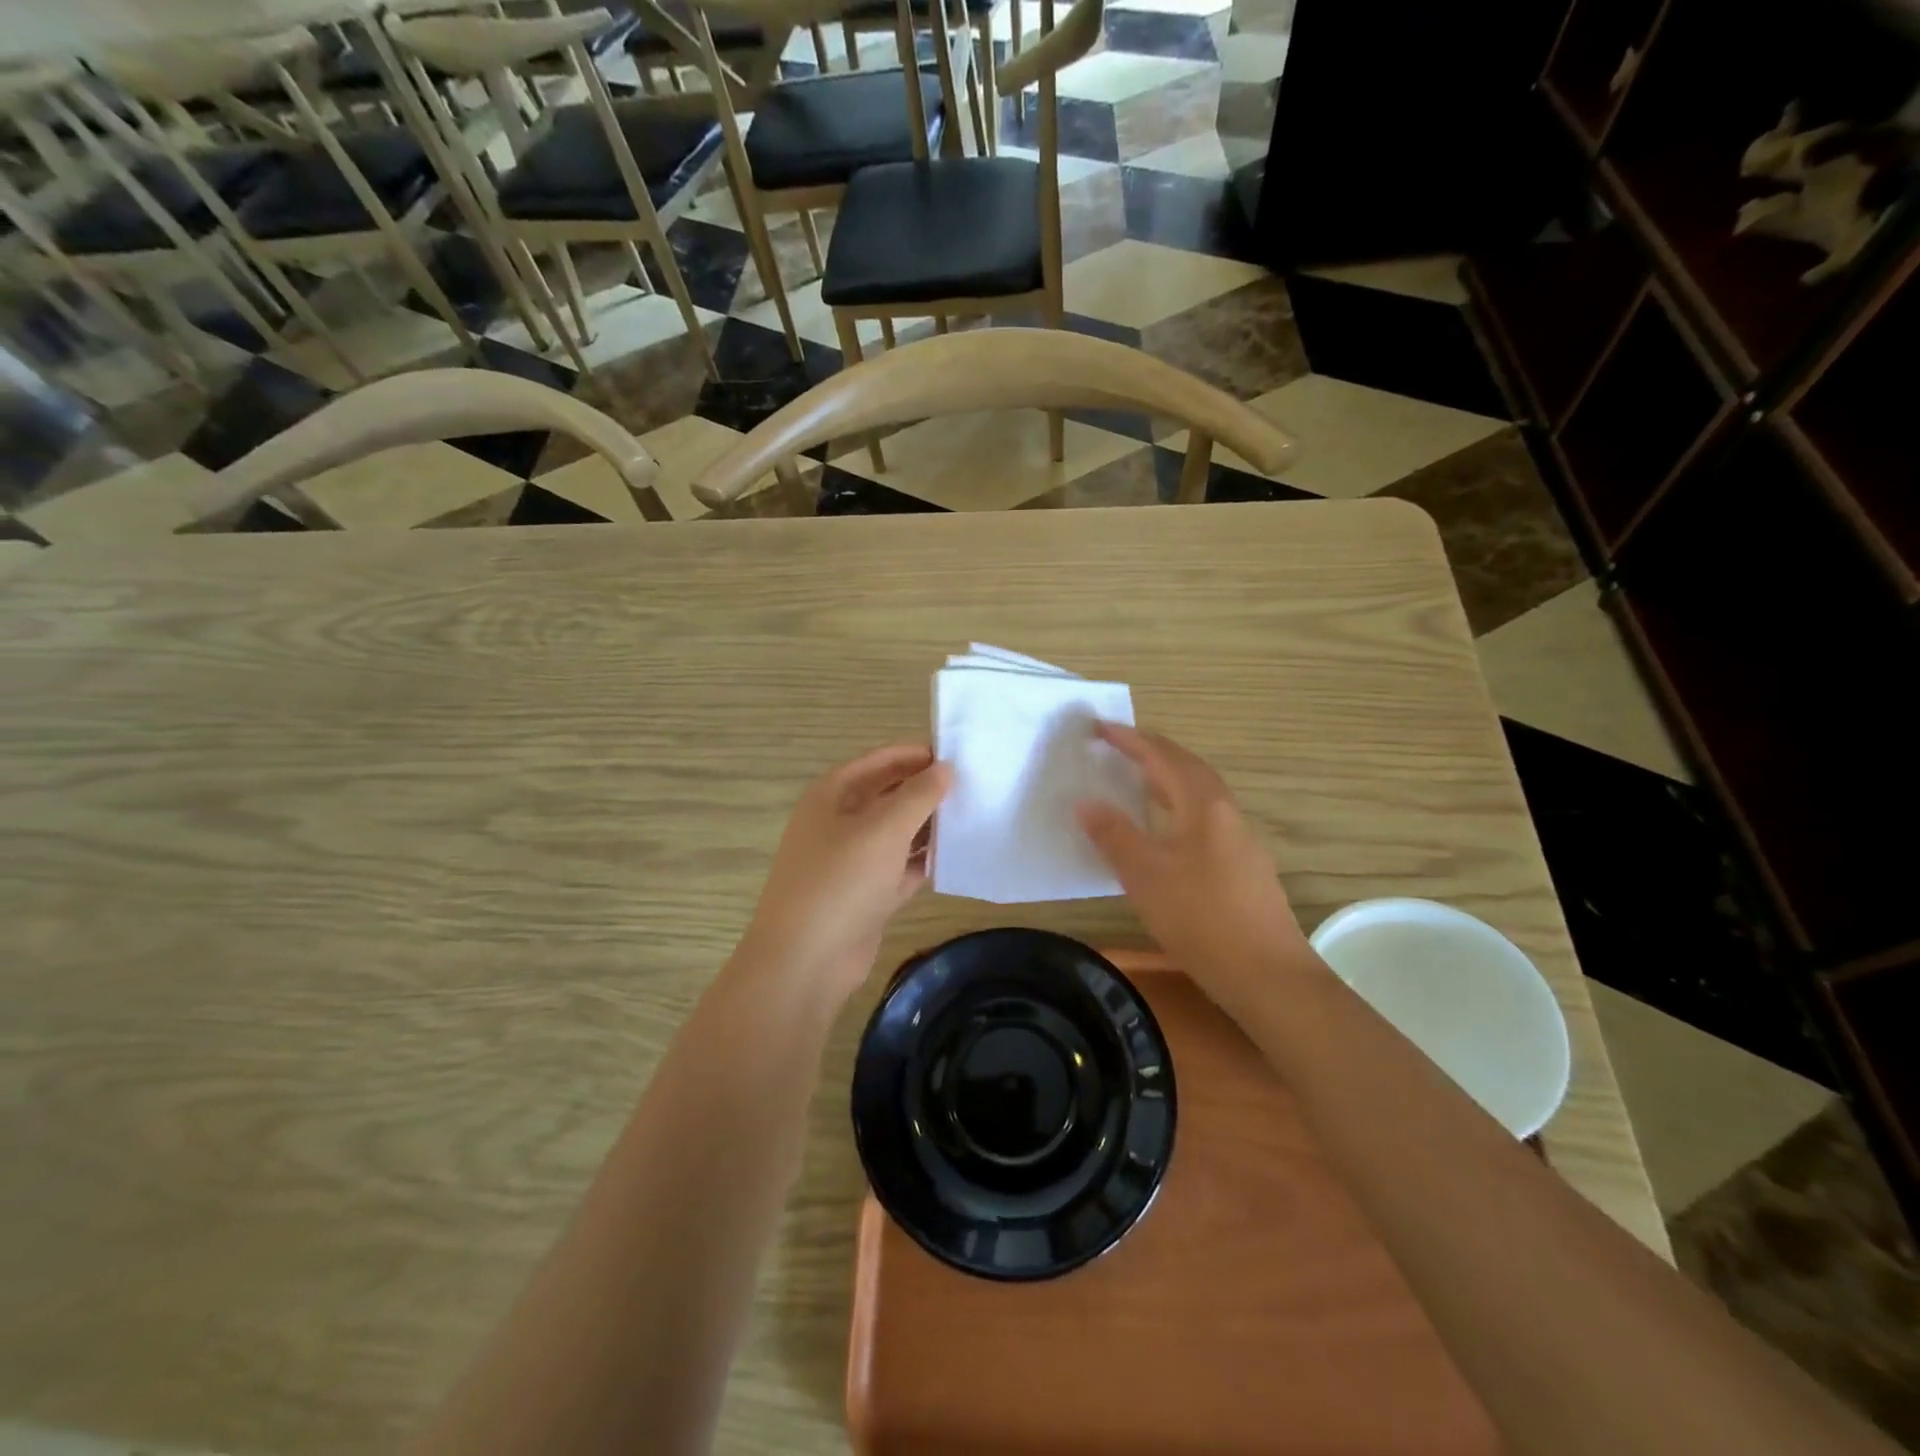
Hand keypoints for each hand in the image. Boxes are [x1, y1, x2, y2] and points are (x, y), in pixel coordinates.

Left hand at [735, 744, 952, 1006]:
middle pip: (889, 796)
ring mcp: (852, 861)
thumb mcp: (884, 829)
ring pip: (897, 833)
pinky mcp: (866, 895)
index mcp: (832, 794)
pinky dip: (924, 862)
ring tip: (973, 817)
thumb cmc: (841, 881)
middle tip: (974, 787)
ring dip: (929, 827)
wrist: (806, 960)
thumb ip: (918, 795)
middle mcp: (839, 822)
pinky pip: (900, 868)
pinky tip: (957, 857)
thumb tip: (945, 768)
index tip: (957, 756)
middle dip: (926, 792)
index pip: (879, 761)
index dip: (915, 755)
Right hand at [1076, 724, 1319, 1024]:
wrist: (1268, 975)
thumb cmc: (1201, 919)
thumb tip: (1085, 801)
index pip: (1163, 757)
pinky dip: (1179, 806)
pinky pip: (1205, 817)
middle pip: (1187, 767)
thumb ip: (1114, 835)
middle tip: (1117, 746)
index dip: (1130, 740)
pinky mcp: (1245, 865)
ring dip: (1168, 778)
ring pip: (1200, 793)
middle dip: (1152, 752)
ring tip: (1137, 781)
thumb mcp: (1145, 876)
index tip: (1099, 728)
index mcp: (1203, 805)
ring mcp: (1240, 839)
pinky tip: (1167, 831)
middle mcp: (1226, 812)